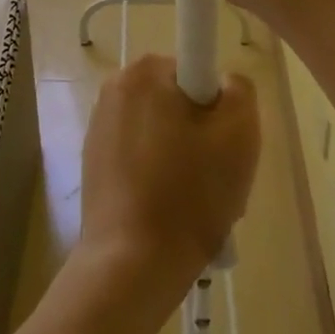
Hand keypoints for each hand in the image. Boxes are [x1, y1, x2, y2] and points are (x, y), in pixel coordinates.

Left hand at [73, 54, 259, 327]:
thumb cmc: (189, 193)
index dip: (218, 105)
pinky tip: (172, 212)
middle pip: (180, 101)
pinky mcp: (94, 160)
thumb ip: (240, 90)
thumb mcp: (239, 134)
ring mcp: (100, 125)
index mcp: (144, 71)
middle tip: (218, 177)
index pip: (197, 69)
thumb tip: (224, 83)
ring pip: (163, 131)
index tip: (221, 142)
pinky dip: (161, 176)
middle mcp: (116, 87)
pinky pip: (143, 156)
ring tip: (197, 202)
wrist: (131, 264)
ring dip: (185, 158)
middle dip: (203, 134)